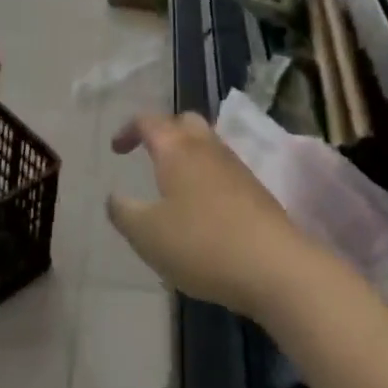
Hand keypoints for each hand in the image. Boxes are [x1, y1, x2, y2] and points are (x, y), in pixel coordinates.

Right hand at [106, 113, 322, 319]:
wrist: (273, 265)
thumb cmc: (201, 243)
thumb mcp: (147, 235)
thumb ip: (124, 212)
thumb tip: (114, 196)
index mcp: (176, 148)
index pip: (149, 122)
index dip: (129, 130)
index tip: (117, 149)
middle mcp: (206, 146)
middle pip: (184, 122)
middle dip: (164, 132)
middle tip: (150, 155)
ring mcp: (235, 165)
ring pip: (206, 144)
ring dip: (188, 155)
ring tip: (174, 185)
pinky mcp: (255, 188)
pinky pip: (222, 169)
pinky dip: (206, 176)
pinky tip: (202, 208)